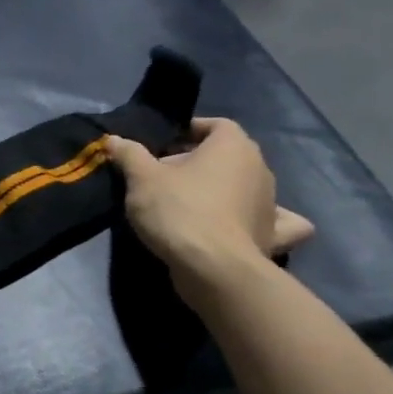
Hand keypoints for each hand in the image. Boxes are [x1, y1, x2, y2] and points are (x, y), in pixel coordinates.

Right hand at [105, 119, 313, 305]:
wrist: (212, 268)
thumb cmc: (179, 211)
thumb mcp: (142, 179)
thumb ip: (129, 155)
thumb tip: (114, 140)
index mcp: (233, 145)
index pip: (215, 125)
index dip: (190, 131)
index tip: (165, 146)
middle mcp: (259, 168)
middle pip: (228, 156)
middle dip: (200, 163)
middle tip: (165, 179)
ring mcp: (271, 203)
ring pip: (247, 186)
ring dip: (226, 190)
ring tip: (193, 204)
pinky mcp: (272, 236)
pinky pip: (278, 223)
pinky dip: (268, 222)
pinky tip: (253, 225)